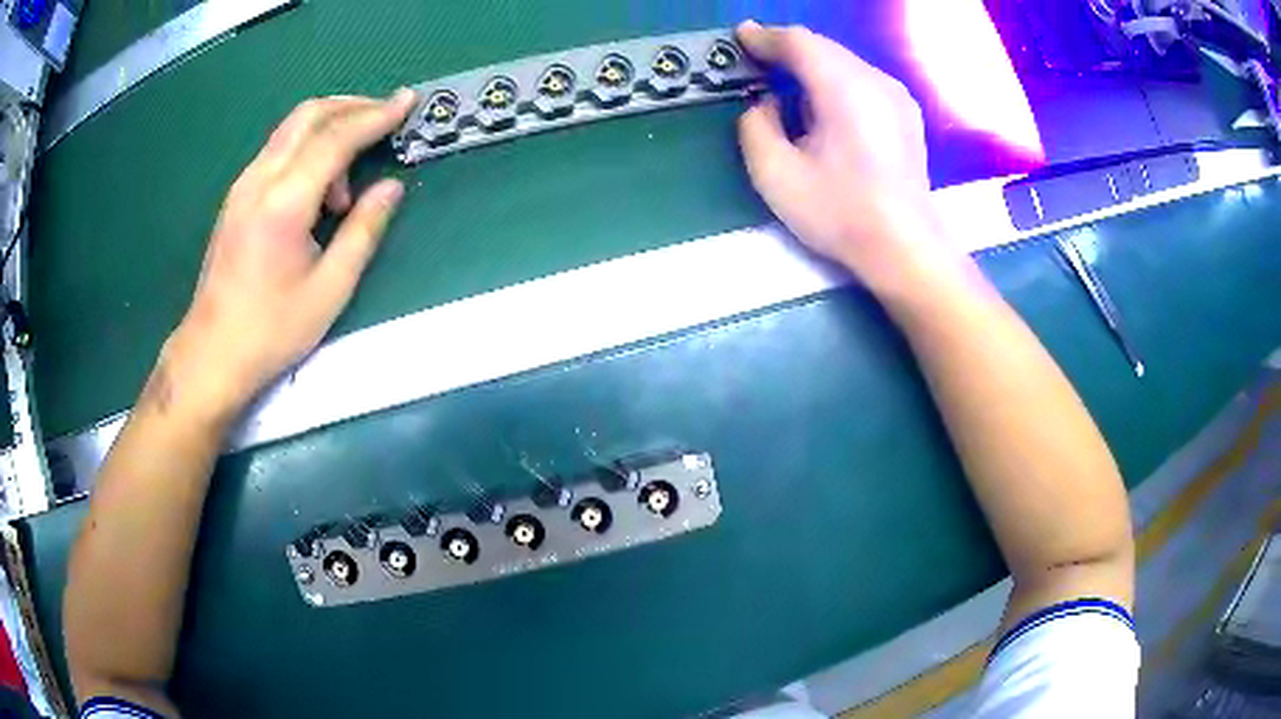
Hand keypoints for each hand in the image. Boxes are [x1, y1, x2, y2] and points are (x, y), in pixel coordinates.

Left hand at [153, 90, 416, 423]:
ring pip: (291, 129)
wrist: (212, 352)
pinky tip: (318, 188)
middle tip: (385, 119)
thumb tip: (391, 187)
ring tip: (345, 187)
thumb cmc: (272, 330)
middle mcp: (259, 180)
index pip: (335, 138)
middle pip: (309, 115)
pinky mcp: (236, 197)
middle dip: (352, 106)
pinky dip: (307, 149)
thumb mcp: (330, 289)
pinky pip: (278, 151)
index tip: (407, 101)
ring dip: (329, 131)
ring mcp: (243, 185)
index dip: (376, 115)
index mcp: (284, 202)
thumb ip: (363, 230)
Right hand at [736, 22, 965, 294]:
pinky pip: (862, 81)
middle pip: (823, 48)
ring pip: (845, 63)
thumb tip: (766, 103)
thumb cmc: (840, 213)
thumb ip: (755, 125)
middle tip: (758, 59)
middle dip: (788, 50)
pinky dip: (835, 82)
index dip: (765, 38)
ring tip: (788, 85)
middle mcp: (875, 80)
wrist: (905, 248)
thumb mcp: (775, 174)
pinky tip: (825, 107)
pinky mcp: (907, 115)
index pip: (798, 43)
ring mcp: (897, 97)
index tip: (741, 37)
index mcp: (843, 86)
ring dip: (812, 66)